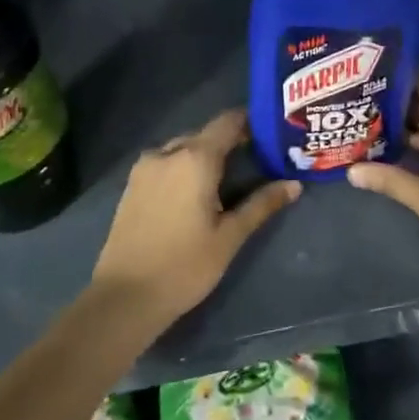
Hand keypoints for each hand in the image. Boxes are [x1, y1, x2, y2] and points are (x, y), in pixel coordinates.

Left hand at [92, 108, 299, 323]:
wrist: (124, 298)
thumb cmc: (184, 266)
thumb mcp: (230, 236)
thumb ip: (262, 205)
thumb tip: (294, 185)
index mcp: (194, 158)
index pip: (228, 122)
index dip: (251, 122)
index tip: (272, 132)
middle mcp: (167, 153)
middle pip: (206, 134)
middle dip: (231, 142)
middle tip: (258, 160)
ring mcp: (144, 168)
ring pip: (183, 149)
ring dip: (206, 156)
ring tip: (230, 178)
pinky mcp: (132, 186)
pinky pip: (166, 163)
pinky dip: (185, 168)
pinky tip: (198, 192)